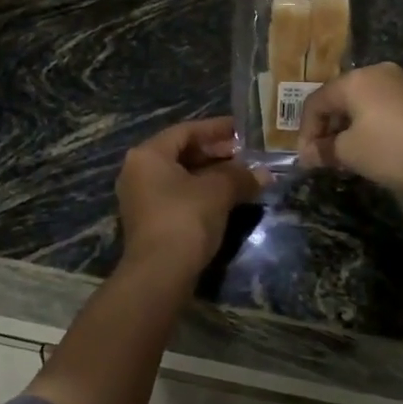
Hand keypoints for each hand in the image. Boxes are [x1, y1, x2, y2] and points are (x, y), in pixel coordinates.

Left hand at [116, 117, 262, 278]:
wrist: (159, 274)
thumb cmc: (185, 218)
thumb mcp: (218, 192)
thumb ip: (240, 176)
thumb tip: (264, 174)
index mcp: (148, 154)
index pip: (186, 131)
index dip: (216, 128)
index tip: (242, 130)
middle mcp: (138, 170)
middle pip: (181, 152)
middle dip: (216, 153)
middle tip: (246, 155)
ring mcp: (141, 197)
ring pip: (180, 176)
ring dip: (211, 174)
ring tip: (242, 176)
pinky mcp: (148, 221)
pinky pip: (177, 195)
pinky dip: (201, 192)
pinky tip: (226, 198)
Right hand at [299, 62, 402, 202]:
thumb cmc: (396, 150)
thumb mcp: (352, 153)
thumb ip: (325, 151)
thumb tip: (307, 155)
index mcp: (354, 80)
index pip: (316, 101)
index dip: (305, 131)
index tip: (307, 160)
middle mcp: (376, 74)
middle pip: (339, 100)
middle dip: (327, 131)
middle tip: (325, 160)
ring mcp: (401, 86)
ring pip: (362, 106)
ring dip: (349, 132)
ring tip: (348, 160)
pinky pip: (383, 111)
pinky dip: (372, 129)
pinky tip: (375, 153)